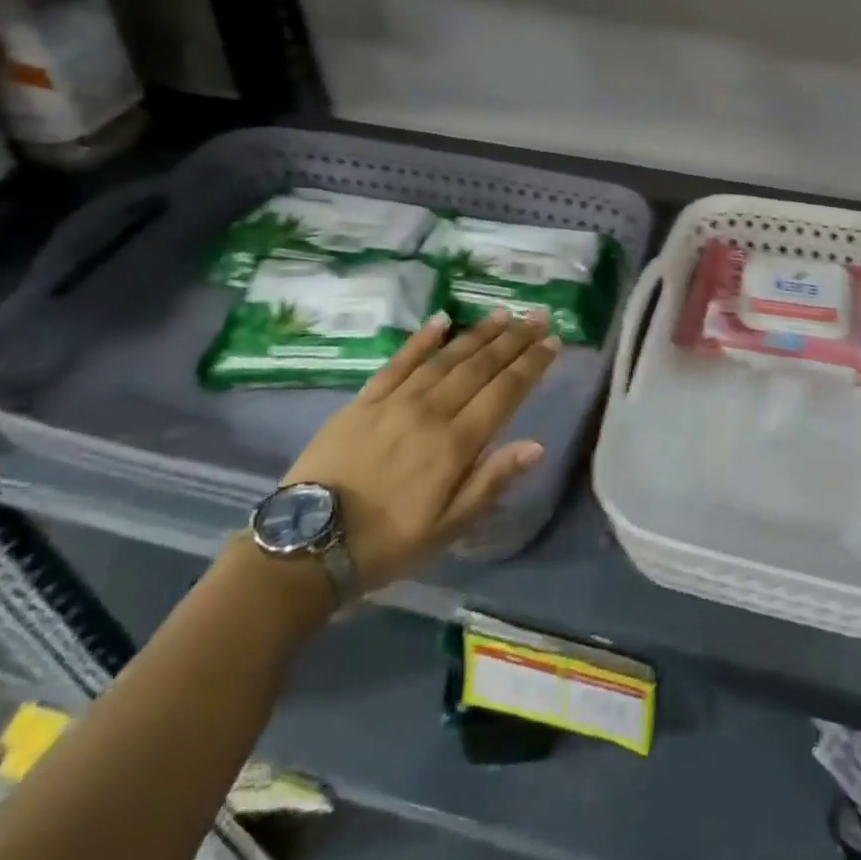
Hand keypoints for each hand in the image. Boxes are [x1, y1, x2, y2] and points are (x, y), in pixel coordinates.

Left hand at [280, 307, 556, 593]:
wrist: (306, 546)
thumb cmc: (387, 543)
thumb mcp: (447, 527)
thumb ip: (491, 481)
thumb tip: (536, 445)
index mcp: (455, 444)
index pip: (505, 393)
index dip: (532, 365)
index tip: (553, 341)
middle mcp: (431, 412)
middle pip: (481, 367)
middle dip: (514, 339)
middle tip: (538, 315)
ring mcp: (395, 401)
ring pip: (447, 358)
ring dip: (478, 333)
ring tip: (503, 313)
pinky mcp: (364, 399)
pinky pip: (399, 361)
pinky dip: (422, 339)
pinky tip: (443, 319)